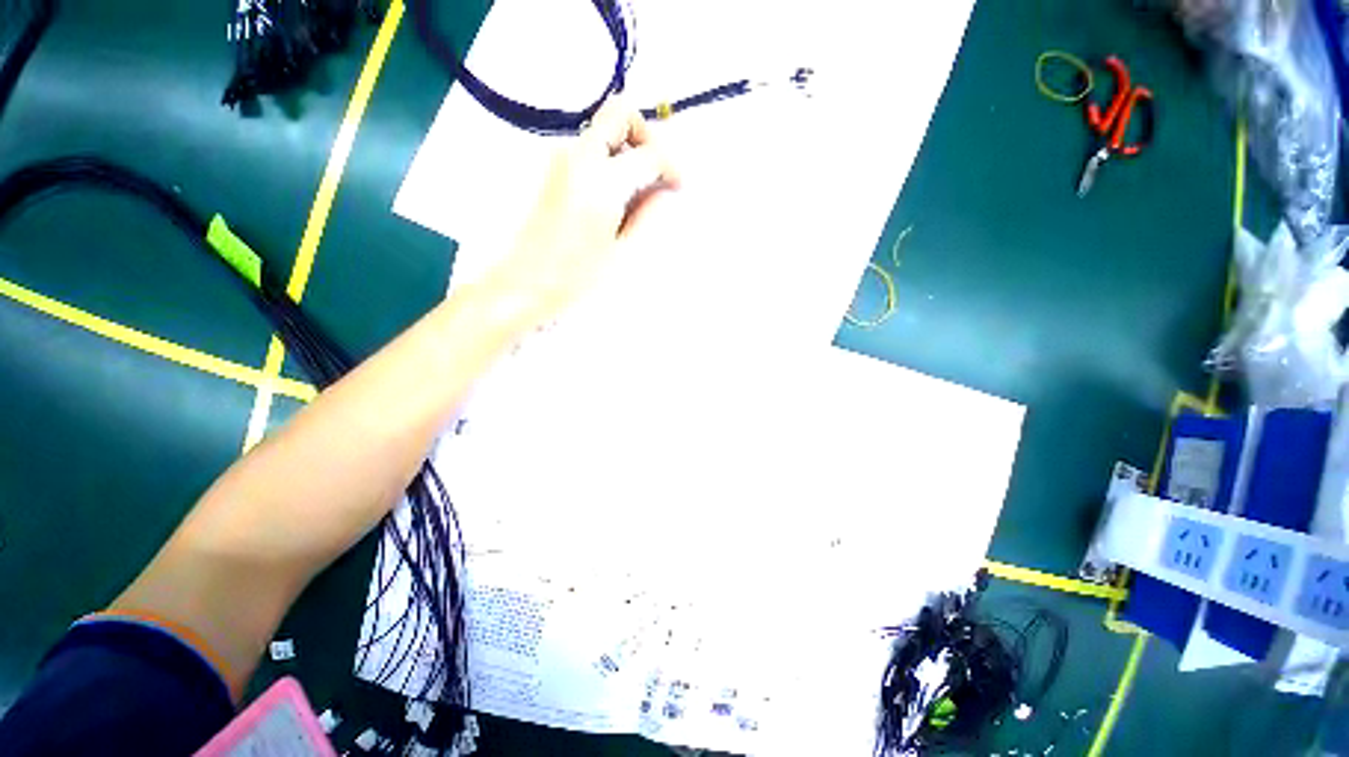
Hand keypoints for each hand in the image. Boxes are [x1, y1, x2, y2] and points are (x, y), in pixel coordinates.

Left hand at [481, 97, 680, 329]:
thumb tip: (664, 191)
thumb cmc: (577, 277)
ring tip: (637, 194)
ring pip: (603, 130)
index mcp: (602, 179)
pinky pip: (589, 150)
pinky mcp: (552, 172)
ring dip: (627, 151)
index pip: (648, 153)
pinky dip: (610, 162)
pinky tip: (616, 198)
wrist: (523, 284)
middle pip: (619, 114)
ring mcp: (561, 160)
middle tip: (657, 174)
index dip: (671, 167)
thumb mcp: (623, 252)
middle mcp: (578, 156)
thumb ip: (648, 215)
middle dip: (647, 137)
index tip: (679, 188)